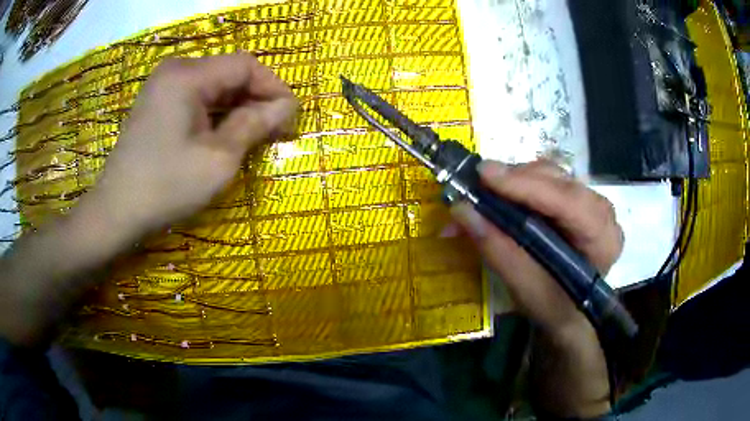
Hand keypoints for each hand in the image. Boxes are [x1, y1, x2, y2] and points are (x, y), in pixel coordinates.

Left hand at [79, 53, 297, 241]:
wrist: (116, 212)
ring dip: (238, 108)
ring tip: (255, 136)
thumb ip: (256, 124)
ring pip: (215, 86)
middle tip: (276, 130)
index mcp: (188, 75)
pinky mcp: (158, 102)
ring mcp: (164, 86)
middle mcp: (176, 70)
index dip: (274, 88)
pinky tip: (225, 135)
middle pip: (230, 73)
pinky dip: (217, 114)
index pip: (246, 66)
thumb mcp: (218, 158)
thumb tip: (287, 107)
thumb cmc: (166, 186)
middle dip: (257, 99)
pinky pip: (197, 98)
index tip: (291, 118)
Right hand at [450, 159, 622, 417]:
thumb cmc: (553, 307)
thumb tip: (461, 211)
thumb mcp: (526, 289)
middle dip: (516, 180)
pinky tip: (501, 194)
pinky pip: (548, 181)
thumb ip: (499, 251)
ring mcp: (591, 202)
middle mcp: (603, 213)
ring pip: (552, 175)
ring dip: (515, 180)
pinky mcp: (576, 199)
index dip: (527, 186)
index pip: (569, 202)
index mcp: (602, 239)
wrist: (568, 313)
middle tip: (477, 183)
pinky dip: (520, 185)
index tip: (485, 175)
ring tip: (485, 191)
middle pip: (560, 182)